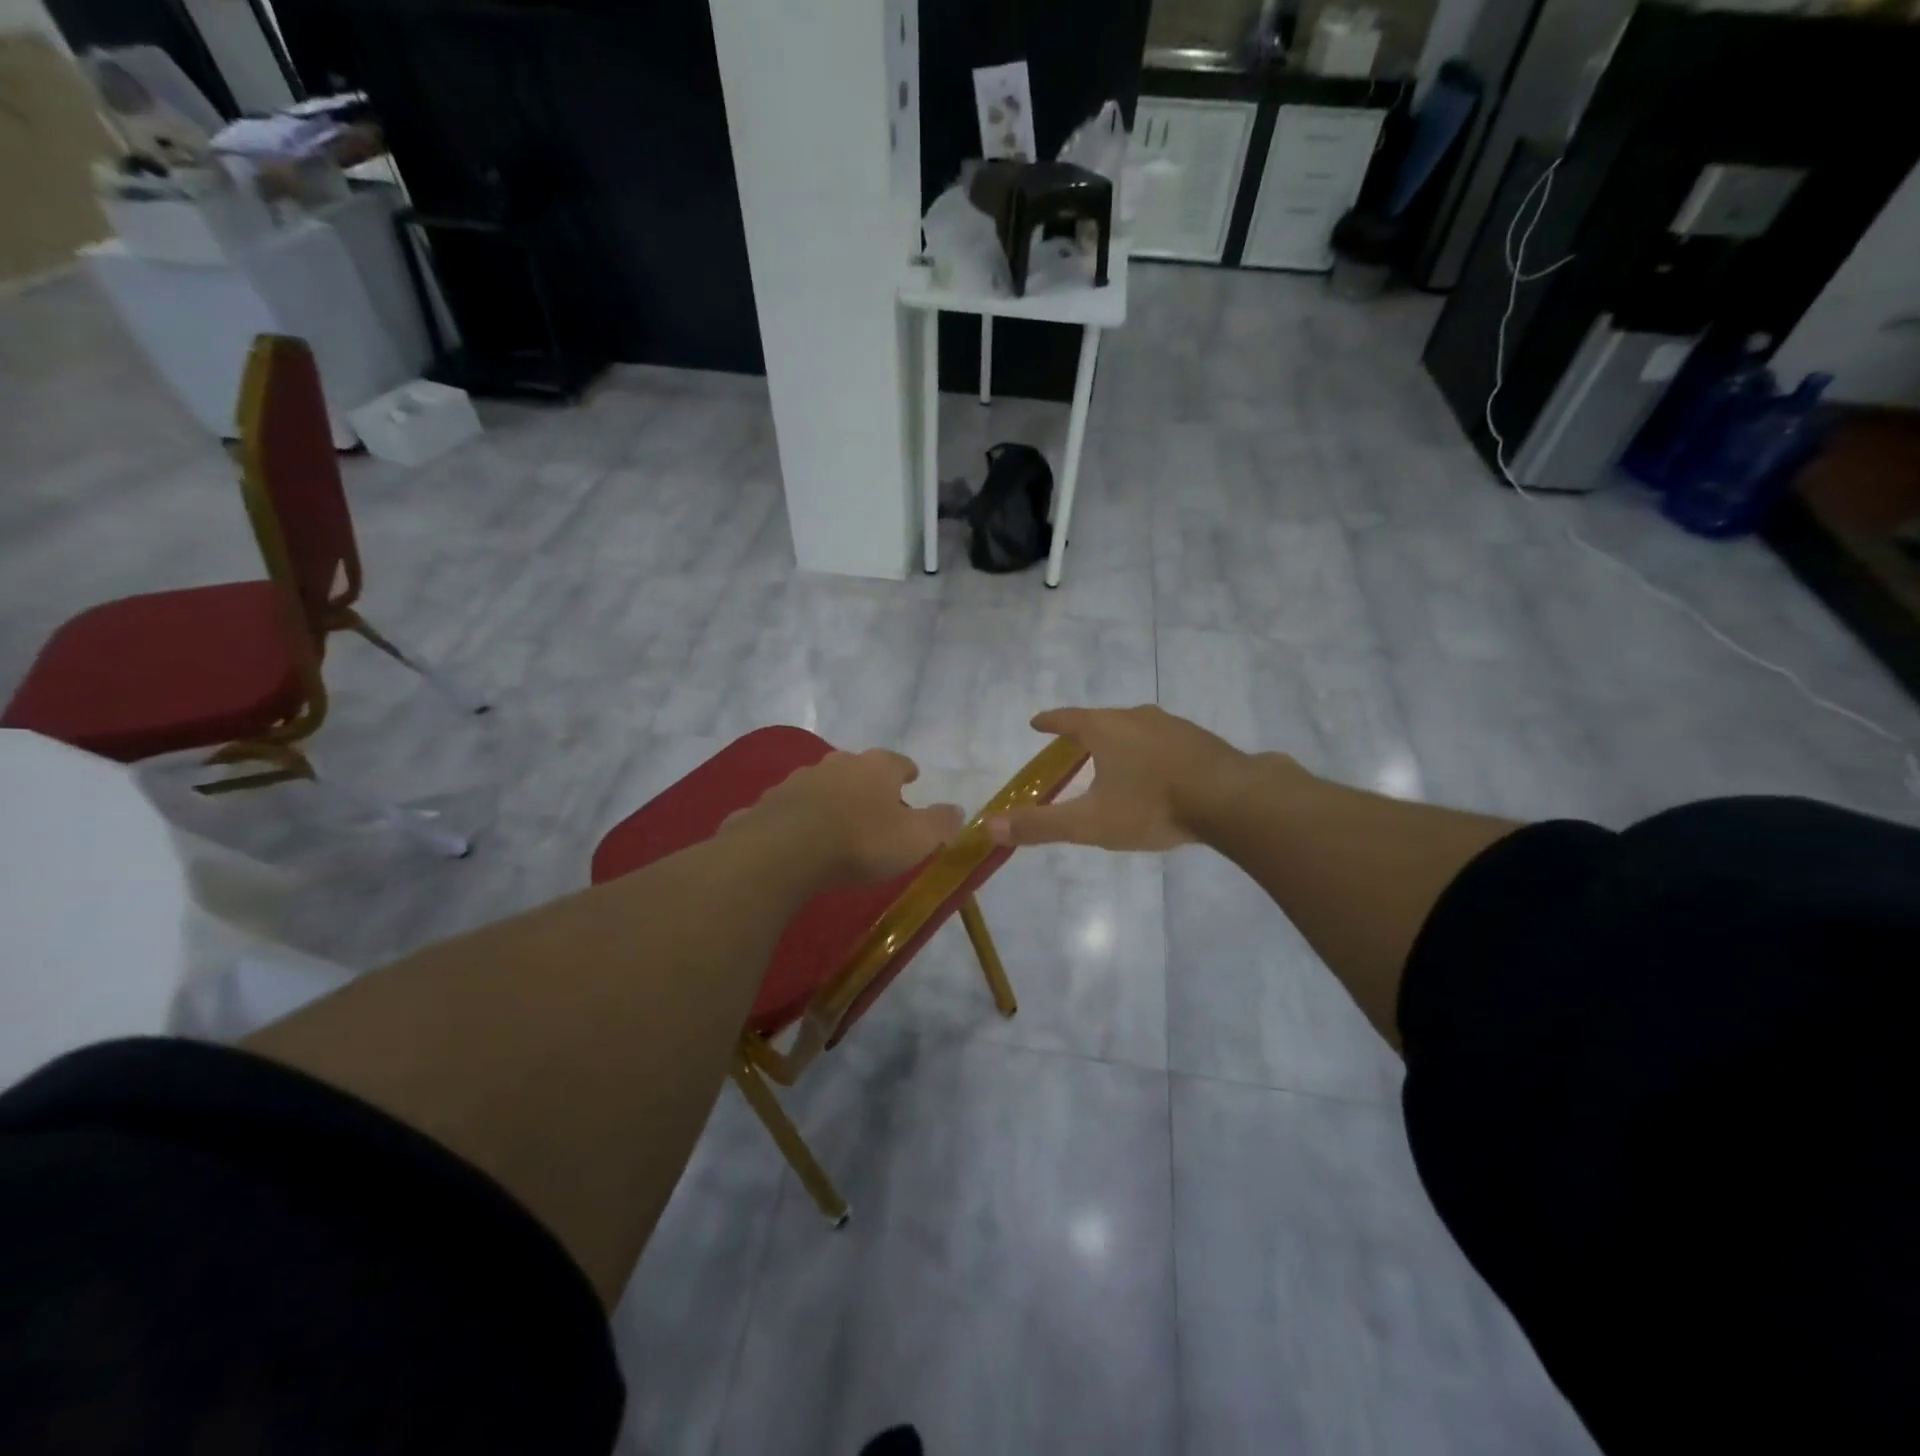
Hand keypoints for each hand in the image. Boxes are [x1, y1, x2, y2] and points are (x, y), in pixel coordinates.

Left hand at [728, 749, 964, 885]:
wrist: (785, 851)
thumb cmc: (861, 841)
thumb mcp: (915, 839)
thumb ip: (940, 823)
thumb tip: (958, 811)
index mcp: (877, 767)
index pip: (899, 762)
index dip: (907, 771)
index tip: (912, 778)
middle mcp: (838, 763)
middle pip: (858, 769)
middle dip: (868, 784)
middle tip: (876, 804)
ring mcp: (799, 779)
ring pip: (823, 785)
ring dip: (832, 798)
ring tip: (837, 822)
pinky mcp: (770, 802)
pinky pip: (792, 808)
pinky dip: (800, 817)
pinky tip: (800, 836)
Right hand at [986, 706, 1272, 850]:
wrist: (1231, 800)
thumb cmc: (1152, 806)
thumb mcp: (1090, 822)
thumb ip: (1041, 825)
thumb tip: (989, 825)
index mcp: (1106, 729)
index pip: (1067, 719)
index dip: (1050, 722)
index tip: (1036, 722)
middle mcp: (1137, 718)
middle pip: (1102, 719)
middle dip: (1086, 730)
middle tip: (1073, 742)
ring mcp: (1173, 726)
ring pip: (1136, 727)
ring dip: (1121, 738)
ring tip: (1115, 756)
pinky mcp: (1201, 741)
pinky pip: (1165, 740)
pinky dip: (1151, 750)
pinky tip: (1159, 769)